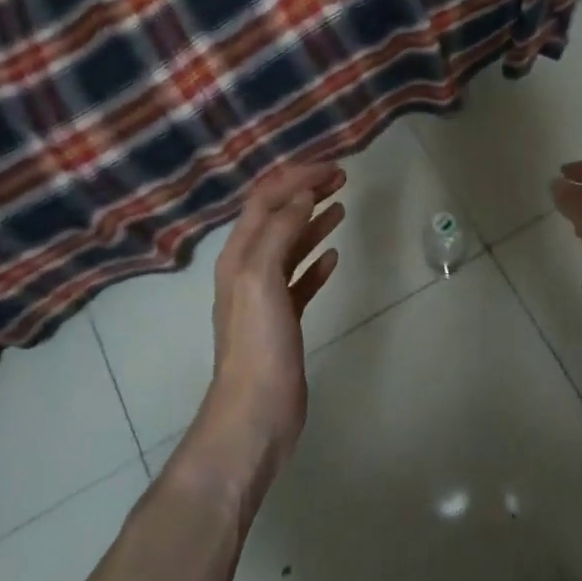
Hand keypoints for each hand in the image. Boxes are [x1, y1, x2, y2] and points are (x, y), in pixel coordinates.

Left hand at [192, 162, 345, 495]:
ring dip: (313, 222)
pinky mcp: (283, 320)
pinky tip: (334, 258)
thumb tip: (302, 196)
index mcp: (239, 254)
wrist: (255, 413)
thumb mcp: (262, 278)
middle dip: (306, 193)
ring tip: (342, 207)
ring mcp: (265, 296)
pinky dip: (315, 263)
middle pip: (278, 217)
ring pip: (290, 246)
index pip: (266, 199)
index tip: (332, 167)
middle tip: (342, 178)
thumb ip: (279, 232)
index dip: (296, 178)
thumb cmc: (259, 344)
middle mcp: (248, 268)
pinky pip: (299, 280)